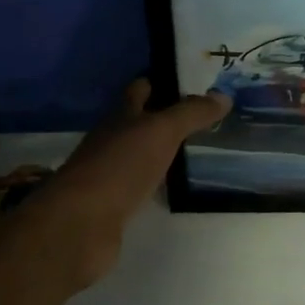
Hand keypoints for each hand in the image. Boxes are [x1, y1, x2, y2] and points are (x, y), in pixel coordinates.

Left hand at [13, 79, 227, 288]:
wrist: (81, 225)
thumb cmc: (120, 167)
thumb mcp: (161, 132)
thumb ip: (191, 114)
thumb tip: (224, 95)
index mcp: (120, 117)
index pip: (139, 90)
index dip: (159, 82)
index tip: (187, 79)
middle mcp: (111, 141)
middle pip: (138, 122)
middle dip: (164, 116)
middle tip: (202, 114)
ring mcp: (110, 173)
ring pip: (140, 153)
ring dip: (161, 149)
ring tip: (196, 147)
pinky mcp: (113, 204)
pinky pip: (140, 184)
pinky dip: (156, 180)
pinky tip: (174, 183)